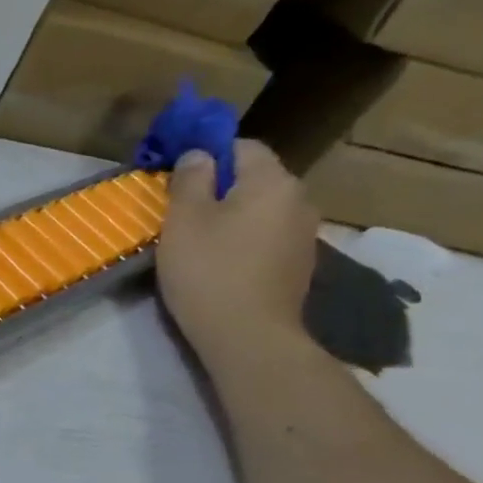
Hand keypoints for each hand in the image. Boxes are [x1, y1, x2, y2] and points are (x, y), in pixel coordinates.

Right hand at [155, 141, 320, 372]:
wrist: (248, 336)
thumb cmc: (209, 271)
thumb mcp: (184, 220)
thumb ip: (191, 180)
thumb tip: (198, 154)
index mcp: (273, 181)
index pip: (243, 146)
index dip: (209, 155)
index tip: (179, 178)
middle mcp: (298, 200)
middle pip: (255, 179)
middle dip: (220, 188)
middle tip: (182, 213)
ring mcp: (304, 235)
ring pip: (261, 211)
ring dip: (232, 218)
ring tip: (199, 242)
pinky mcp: (298, 265)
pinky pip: (267, 238)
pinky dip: (244, 242)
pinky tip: (221, 265)